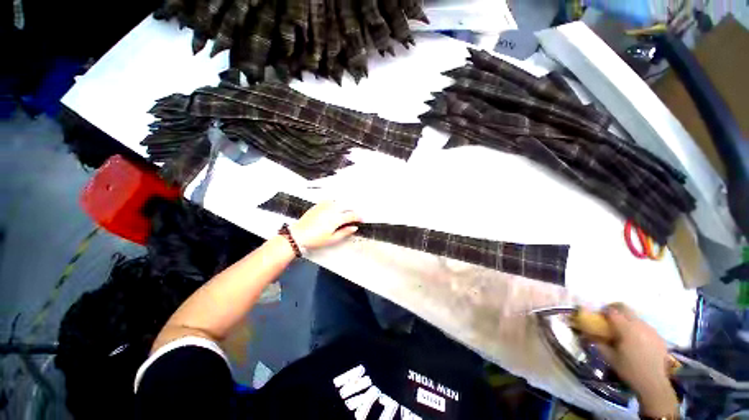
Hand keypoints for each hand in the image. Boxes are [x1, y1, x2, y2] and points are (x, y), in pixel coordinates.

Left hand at [289, 201, 360, 249]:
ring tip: (345, 212)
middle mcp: (331, 210)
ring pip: (338, 202)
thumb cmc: (314, 239)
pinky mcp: (318, 205)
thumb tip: (354, 228)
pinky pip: (329, 201)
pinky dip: (334, 203)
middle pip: (346, 207)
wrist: (298, 235)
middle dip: (352, 211)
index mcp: (336, 219)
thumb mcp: (332, 239)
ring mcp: (324, 206)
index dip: (359, 217)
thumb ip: (345, 232)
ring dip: (344, 206)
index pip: (352, 215)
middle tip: (354, 217)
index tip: (361, 220)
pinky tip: (334, 207)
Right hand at [595, 303, 678, 416]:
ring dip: (627, 320)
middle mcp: (640, 325)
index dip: (603, 311)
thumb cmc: (629, 370)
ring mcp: (651, 330)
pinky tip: (637, 341)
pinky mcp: (659, 336)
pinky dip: (638, 329)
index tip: (599, 315)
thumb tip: (586, 333)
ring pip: (636, 317)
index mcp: (627, 329)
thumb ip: (598, 342)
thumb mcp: (609, 357)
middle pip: (625, 308)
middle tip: (609, 317)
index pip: (612, 311)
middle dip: (615, 309)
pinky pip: (645, 327)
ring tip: (624, 332)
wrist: (654, 383)